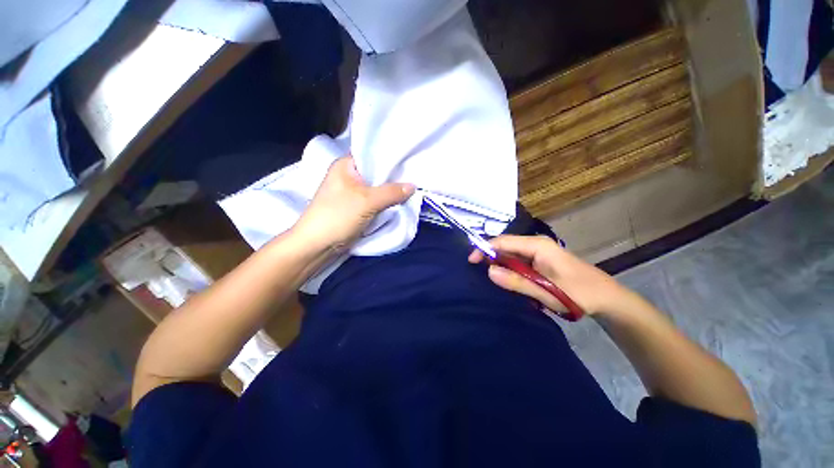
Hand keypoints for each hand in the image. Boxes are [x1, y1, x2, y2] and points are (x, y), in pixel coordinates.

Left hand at [292, 156, 415, 252]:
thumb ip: (392, 192)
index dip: (391, 157)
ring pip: (377, 188)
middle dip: (394, 176)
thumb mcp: (367, 201)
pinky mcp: (356, 207)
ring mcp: (352, 193)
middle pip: (377, 172)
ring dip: (391, 191)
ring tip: (411, 188)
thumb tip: (413, 186)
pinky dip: (386, 202)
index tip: (410, 160)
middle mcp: (349, 175)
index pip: (372, 153)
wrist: (318, 246)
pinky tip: (400, 201)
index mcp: (346, 165)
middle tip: (414, 176)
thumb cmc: (338, 216)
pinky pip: (375, 200)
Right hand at [468, 235, 634, 316]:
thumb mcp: (547, 291)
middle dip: (489, 257)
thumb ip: (517, 281)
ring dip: (498, 265)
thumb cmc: (580, 294)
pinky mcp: (539, 261)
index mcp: (537, 245)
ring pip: (510, 254)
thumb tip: (488, 271)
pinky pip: (518, 262)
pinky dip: (509, 270)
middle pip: (504, 246)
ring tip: (486, 278)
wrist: (608, 299)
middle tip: (475, 272)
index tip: (470, 261)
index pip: (503, 241)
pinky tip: (504, 280)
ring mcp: (538, 252)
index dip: (484, 249)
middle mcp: (535, 244)